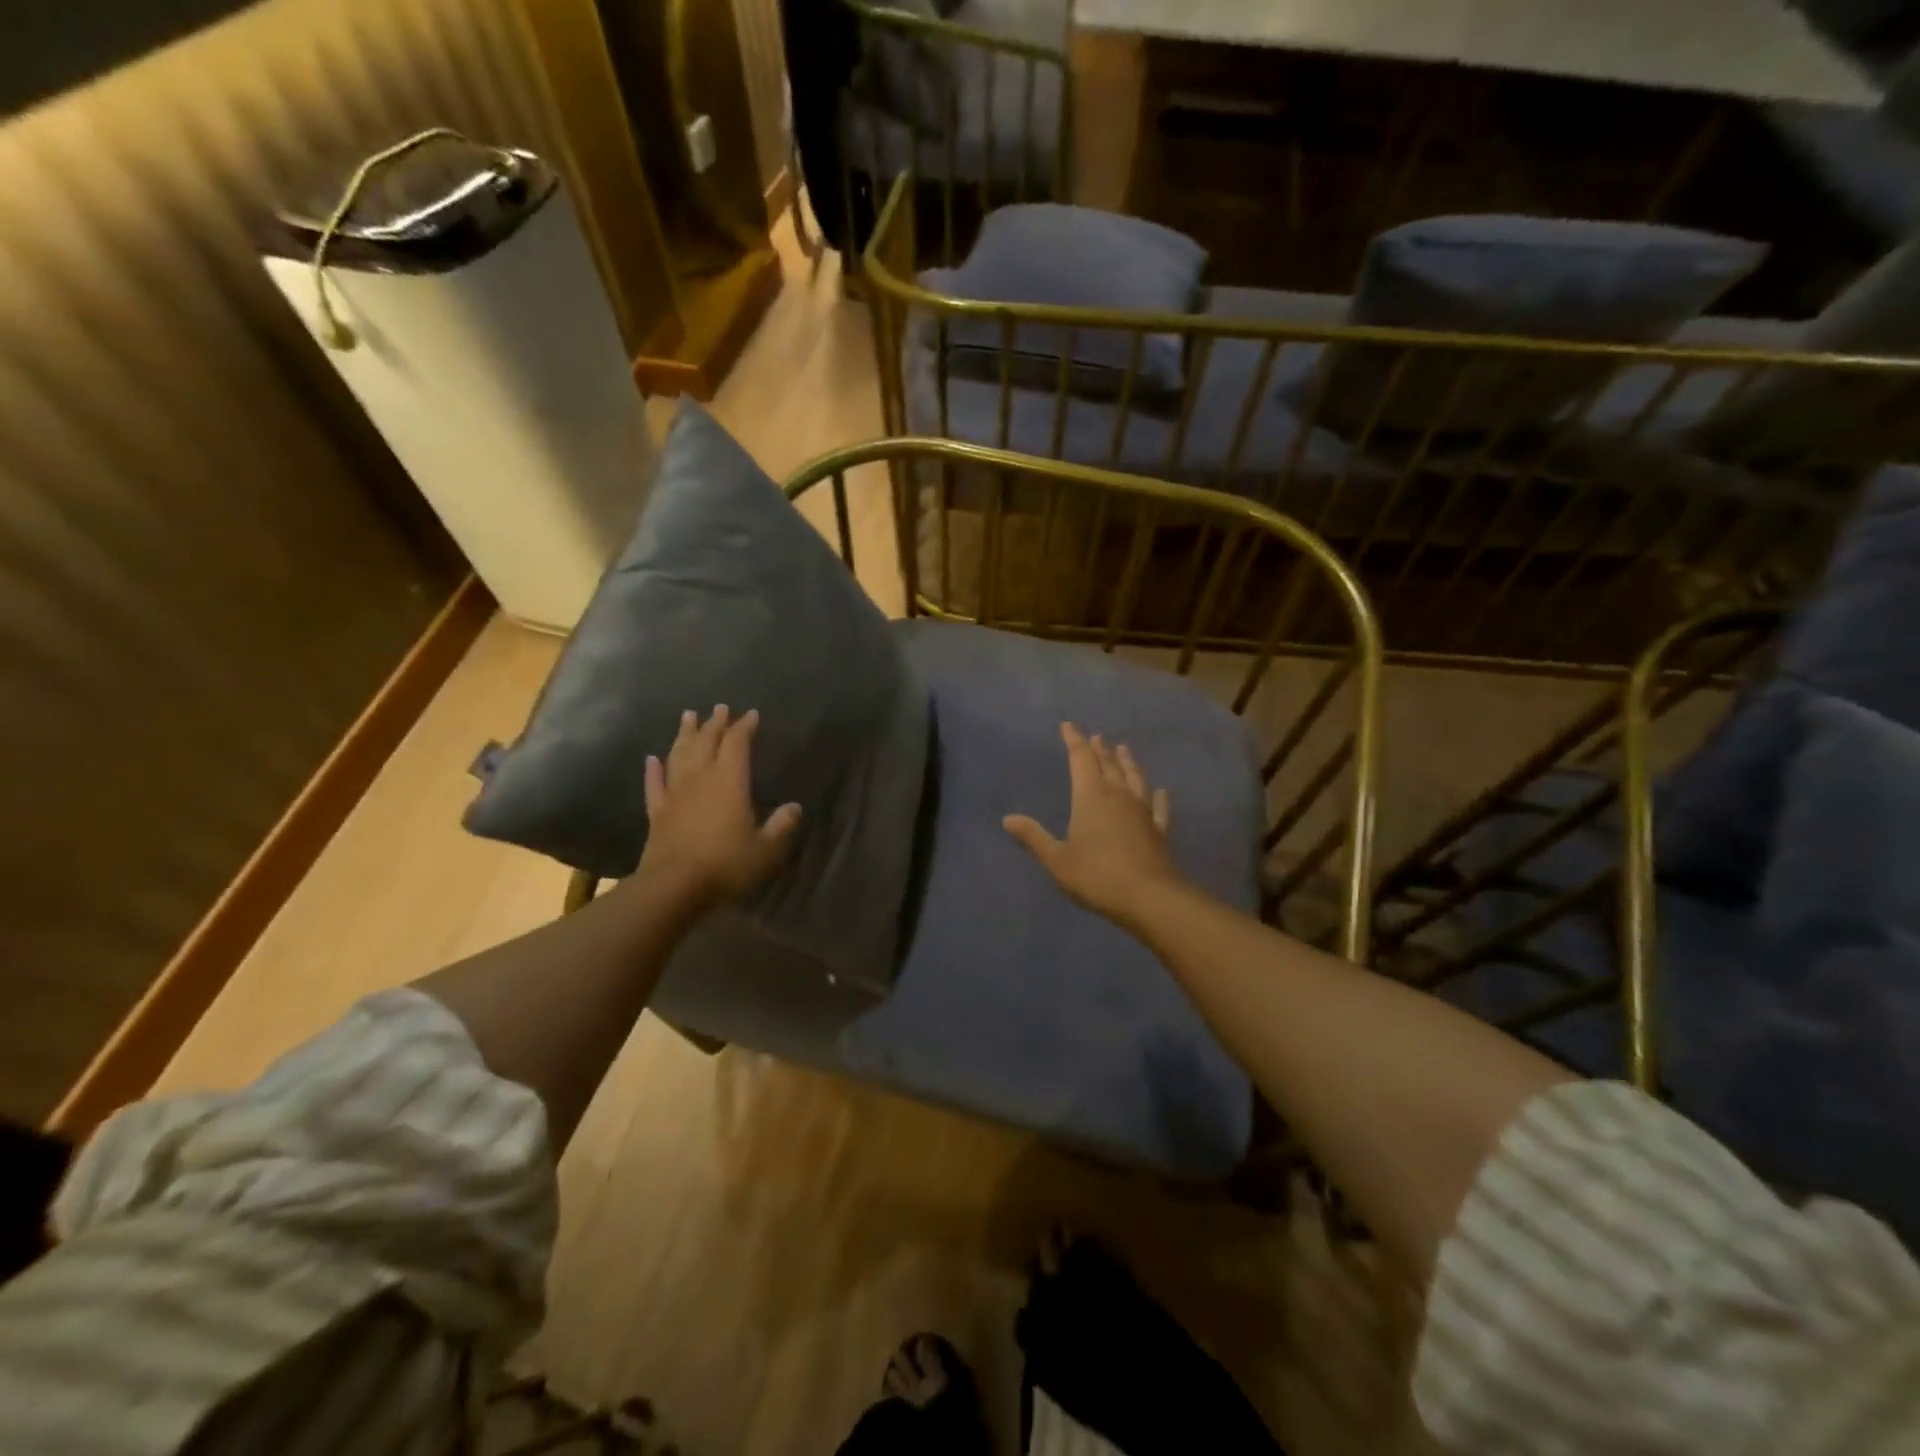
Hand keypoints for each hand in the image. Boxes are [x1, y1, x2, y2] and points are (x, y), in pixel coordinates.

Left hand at [638, 706, 800, 909]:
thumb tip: (794, 808)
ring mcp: (675, 794)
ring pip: (679, 755)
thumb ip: (781, 826)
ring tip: (688, 716)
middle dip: (715, 723)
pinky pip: (654, 784)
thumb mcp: (766, 849)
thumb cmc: (726, 864)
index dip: (744, 727)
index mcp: (730, 781)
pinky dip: (653, 770)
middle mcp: (700, 779)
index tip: (752, 715)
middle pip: (706, 742)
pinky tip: (652, 759)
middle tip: (720, 708)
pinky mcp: (657, 813)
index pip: (737, 744)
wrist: (674, 886)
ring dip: (684, 735)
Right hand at [1003, 722, 1184, 924]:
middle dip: (1099, 749)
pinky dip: (1158, 797)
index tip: (1068, 725)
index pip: (1081, 759)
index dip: (1074, 740)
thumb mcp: (1057, 860)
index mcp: (1090, 796)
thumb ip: (1034, 837)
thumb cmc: (1097, 876)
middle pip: (1108, 764)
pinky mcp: (1159, 829)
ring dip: (1127, 762)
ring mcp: (1142, 811)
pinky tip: (1161, 792)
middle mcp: (1118, 795)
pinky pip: (1159, 807)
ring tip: (1123, 749)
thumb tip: (1007, 819)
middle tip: (1096, 737)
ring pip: (1134, 778)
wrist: (1149, 897)